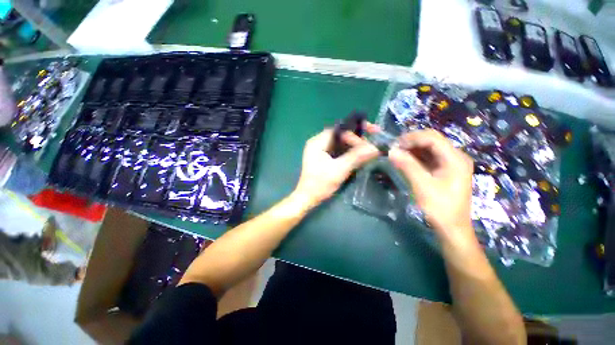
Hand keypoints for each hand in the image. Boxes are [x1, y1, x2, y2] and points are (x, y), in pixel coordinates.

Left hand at [293, 127, 378, 208]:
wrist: (308, 198)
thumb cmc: (320, 184)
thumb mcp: (339, 169)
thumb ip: (356, 157)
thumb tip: (375, 147)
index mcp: (317, 142)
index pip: (339, 130)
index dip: (355, 134)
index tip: (369, 140)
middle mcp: (318, 143)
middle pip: (340, 137)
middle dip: (356, 140)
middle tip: (371, 147)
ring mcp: (320, 151)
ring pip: (340, 144)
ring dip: (353, 147)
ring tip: (368, 150)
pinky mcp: (323, 159)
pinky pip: (338, 152)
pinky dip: (348, 153)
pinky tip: (358, 157)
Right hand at [388, 130, 474, 244]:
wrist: (452, 228)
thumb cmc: (440, 207)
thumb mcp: (422, 186)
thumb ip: (407, 166)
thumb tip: (391, 151)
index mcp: (455, 159)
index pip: (433, 138)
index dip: (412, 138)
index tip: (395, 145)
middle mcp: (455, 157)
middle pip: (432, 140)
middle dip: (412, 142)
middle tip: (394, 149)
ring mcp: (451, 163)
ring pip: (430, 148)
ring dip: (413, 149)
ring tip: (397, 154)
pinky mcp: (445, 170)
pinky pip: (429, 157)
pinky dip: (416, 157)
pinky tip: (405, 160)